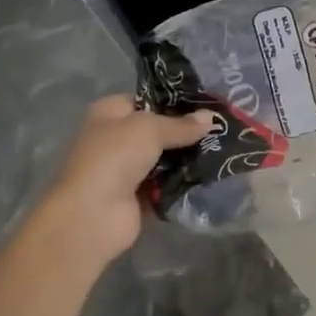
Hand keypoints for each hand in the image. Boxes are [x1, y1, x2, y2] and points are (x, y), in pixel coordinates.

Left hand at [44, 95, 215, 262]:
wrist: (93, 215)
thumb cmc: (115, 157)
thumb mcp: (150, 129)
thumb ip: (181, 124)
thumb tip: (212, 117)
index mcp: (109, 113)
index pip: (146, 100)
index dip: (174, 100)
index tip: (206, 103)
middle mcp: (116, 138)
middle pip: (158, 130)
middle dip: (186, 130)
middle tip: (220, 126)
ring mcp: (126, 169)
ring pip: (164, 157)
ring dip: (187, 156)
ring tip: (223, 147)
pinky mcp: (138, 197)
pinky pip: (166, 183)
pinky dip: (183, 181)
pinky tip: (210, 173)